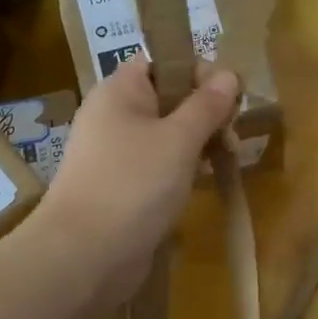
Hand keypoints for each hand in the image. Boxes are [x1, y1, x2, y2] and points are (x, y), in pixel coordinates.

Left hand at [31, 57, 239, 311]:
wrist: (85, 256)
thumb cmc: (133, 185)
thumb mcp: (179, 140)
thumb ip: (207, 105)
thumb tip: (229, 74)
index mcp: (119, 92)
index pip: (163, 62)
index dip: (198, 72)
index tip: (230, 98)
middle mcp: (113, 117)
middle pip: (168, 98)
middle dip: (205, 112)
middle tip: (233, 137)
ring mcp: (116, 155)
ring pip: (166, 135)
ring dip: (198, 143)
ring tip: (226, 161)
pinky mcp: (122, 188)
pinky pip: (158, 166)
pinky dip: (183, 170)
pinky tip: (203, 184)